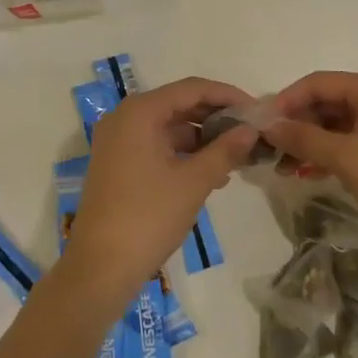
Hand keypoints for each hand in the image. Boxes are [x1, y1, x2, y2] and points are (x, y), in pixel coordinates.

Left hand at [60, 77, 258, 303]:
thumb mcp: (193, 182)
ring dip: (202, 138)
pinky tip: (212, 172)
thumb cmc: (148, 217)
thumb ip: (225, 150)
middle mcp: (125, 117)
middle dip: (216, 117)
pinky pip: (157, 145)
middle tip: (250, 132)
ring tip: (238, 155)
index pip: (192, 88)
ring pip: (169, 127)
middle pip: (179, 104)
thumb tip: (251, 130)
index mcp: (140, 111)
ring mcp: (118, 141)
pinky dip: (184, 153)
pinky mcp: (118, 163)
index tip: (257, 110)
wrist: (99, 268)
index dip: (227, 95)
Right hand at [262, 71, 357, 249]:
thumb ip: (304, 137)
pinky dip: (327, 153)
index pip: (318, 82)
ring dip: (309, 141)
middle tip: (269, 147)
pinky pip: (349, 140)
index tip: (261, 123)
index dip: (287, 100)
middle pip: (327, 101)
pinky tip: (307, 172)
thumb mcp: (346, 157)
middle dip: (297, 123)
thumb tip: (268, 125)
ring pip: (336, 123)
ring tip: (283, 165)